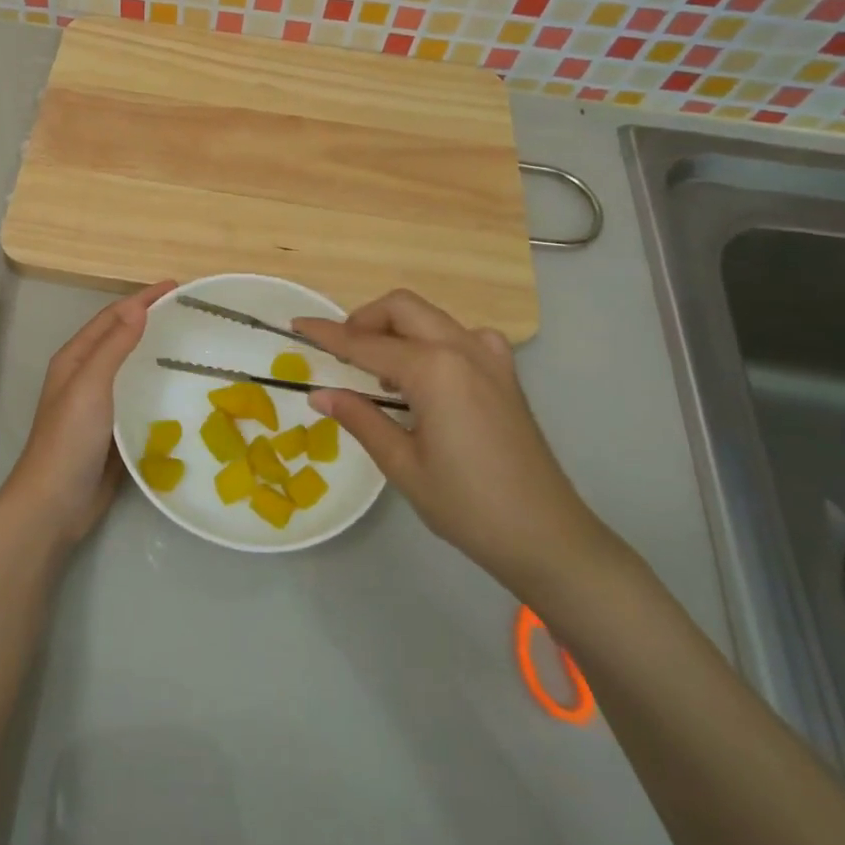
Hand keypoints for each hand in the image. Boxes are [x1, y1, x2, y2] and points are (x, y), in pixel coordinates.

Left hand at [0, 281, 176, 548]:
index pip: (112, 316)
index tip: (176, 286)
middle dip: (150, 321)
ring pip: (132, 369)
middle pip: (121, 338)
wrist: (55, 502)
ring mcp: (99, 406)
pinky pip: (139, 400)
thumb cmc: (68, 438)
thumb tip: (138, 307)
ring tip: (191, 346)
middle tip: (189, 312)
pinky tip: (181, 391)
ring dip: (155, 353)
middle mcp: (86, 376)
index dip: (141, 299)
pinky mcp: (114, 431)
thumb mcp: (90, 385)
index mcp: (75, 359)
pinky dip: (158, 388)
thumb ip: (113, 346)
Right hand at [293, 290, 612, 599]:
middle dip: (364, 319)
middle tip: (341, 352)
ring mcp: (490, 357)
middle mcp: (462, 349)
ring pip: (431, 316)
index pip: (365, 343)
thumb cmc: (467, 505)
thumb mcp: (402, 464)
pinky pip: (461, 335)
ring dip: (397, 328)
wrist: (547, 536)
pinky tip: (428, 376)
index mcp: (433, 369)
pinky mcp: (505, 373)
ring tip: (380, 373)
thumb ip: (359, 418)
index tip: (297, 325)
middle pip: (402, 307)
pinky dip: (432, 340)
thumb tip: (319, 394)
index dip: (327, 335)